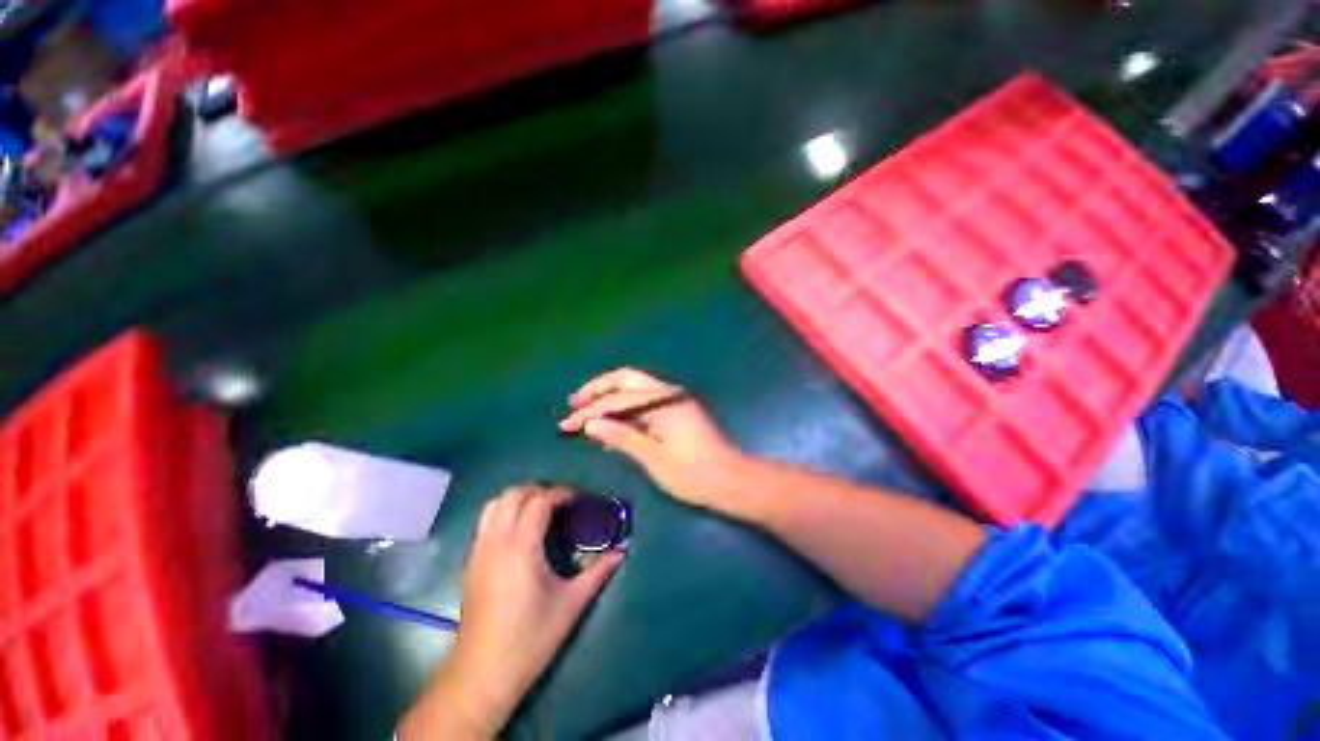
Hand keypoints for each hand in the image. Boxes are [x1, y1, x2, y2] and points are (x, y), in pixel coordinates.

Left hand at [402, 484, 621, 739]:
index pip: (540, 501)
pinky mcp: (470, 563)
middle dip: (538, 490)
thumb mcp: (572, 603)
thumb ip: (598, 572)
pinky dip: (504, 514)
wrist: (483, 674)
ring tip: (539, 512)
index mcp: (521, 546)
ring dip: (518, 499)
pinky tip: (520, 534)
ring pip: (494, 504)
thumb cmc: (531, 638)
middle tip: (560, 503)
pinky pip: (485, 522)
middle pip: (513, 494)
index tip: (579, 498)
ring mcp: (479, 551)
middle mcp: (496, 541)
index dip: (562, 493)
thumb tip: (622, 551)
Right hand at [560, 368, 748, 510]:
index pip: (618, 400)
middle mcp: (669, 393)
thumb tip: (591, 424)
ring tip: (586, 411)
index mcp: (664, 401)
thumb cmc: (695, 475)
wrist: (734, 481)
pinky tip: (612, 425)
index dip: (590, 412)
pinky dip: (626, 410)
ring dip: (611, 397)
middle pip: (626, 379)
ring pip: (635, 389)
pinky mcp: (678, 411)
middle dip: (598, 390)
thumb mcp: (654, 459)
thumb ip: (622, 438)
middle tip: (574, 404)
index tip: (566, 425)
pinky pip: (646, 403)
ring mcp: (675, 400)